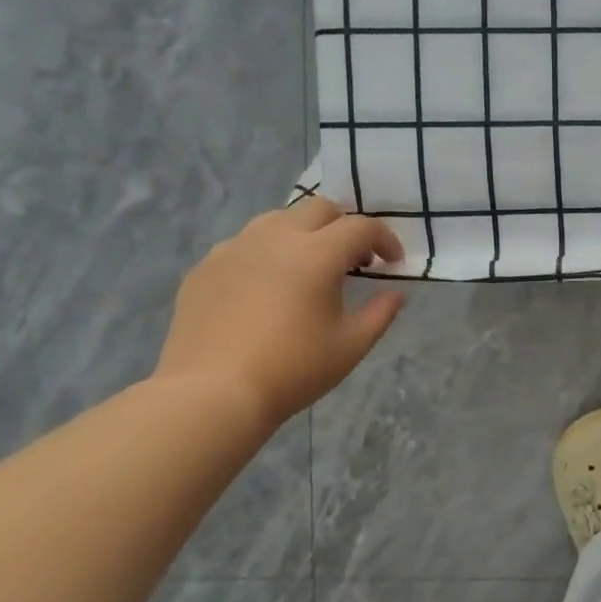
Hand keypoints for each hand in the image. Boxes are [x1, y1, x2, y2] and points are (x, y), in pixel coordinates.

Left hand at [153, 198, 405, 427]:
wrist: (212, 393)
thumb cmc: (293, 369)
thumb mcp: (352, 345)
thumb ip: (380, 313)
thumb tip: (395, 294)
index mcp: (317, 254)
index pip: (361, 227)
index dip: (385, 239)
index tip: (393, 262)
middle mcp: (275, 238)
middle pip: (318, 209)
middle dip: (345, 227)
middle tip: (355, 261)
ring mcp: (234, 248)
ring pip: (278, 219)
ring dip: (305, 233)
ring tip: (310, 267)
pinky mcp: (205, 266)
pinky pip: (244, 243)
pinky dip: (268, 252)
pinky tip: (268, 286)